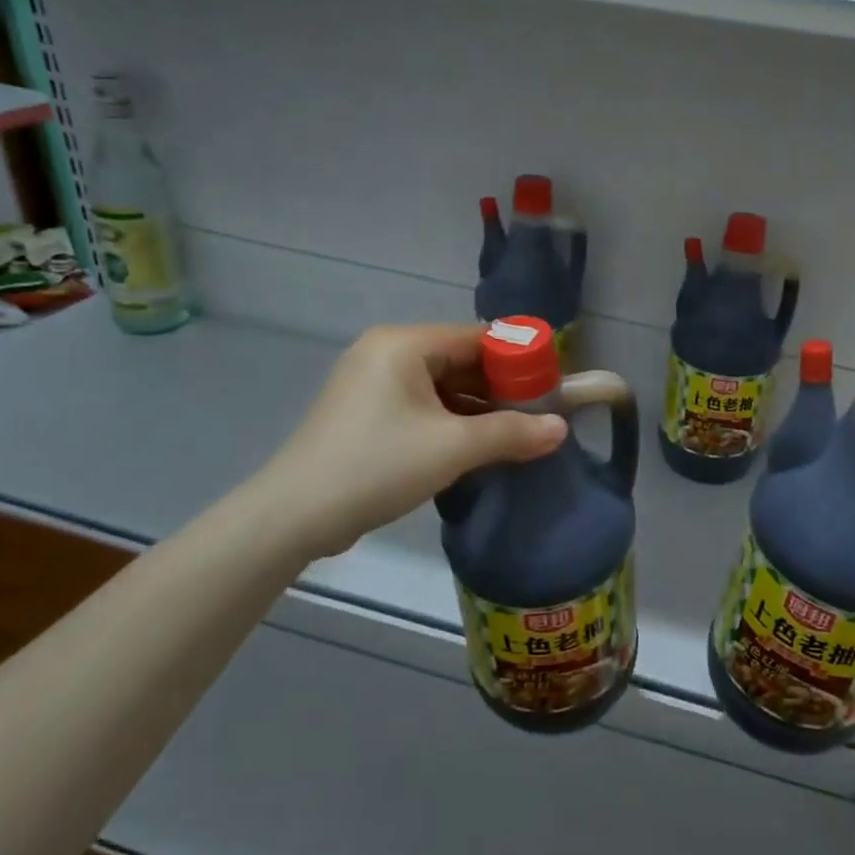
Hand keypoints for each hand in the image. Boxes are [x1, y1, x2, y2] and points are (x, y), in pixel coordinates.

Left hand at [251, 324, 566, 557]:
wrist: (293, 516)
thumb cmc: (377, 466)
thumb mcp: (453, 448)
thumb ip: (512, 433)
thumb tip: (561, 429)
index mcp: (404, 344)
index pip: (477, 337)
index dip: (519, 359)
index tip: (552, 384)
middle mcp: (386, 353)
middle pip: (460, 360)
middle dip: (501, 388)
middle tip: (541, 413)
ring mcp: (372, 383)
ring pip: (442, 386)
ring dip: (479, 408)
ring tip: (519, 432)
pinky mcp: (366, 413)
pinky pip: (422, 406)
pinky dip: (452, 421)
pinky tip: (480, 444)